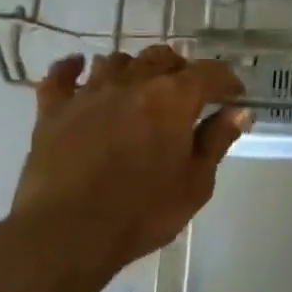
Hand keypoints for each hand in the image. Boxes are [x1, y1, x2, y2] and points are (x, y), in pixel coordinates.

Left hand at [11, 46, 250, 273]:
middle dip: (180, 69)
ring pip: (116, 61)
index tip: (234, 96)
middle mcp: (133, 83)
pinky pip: (60, 76)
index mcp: (173, 98)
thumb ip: (216, 141)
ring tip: (140, 87)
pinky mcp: (53, 110)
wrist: (68, 233)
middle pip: (161, 58)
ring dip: (134, 69)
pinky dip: (71, 68)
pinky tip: (78, 66)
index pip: (209, 73)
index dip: (227, 81)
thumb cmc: (143, 211)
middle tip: (188, 93)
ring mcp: (89, 93)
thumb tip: (238, 112)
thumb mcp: (196, 183)